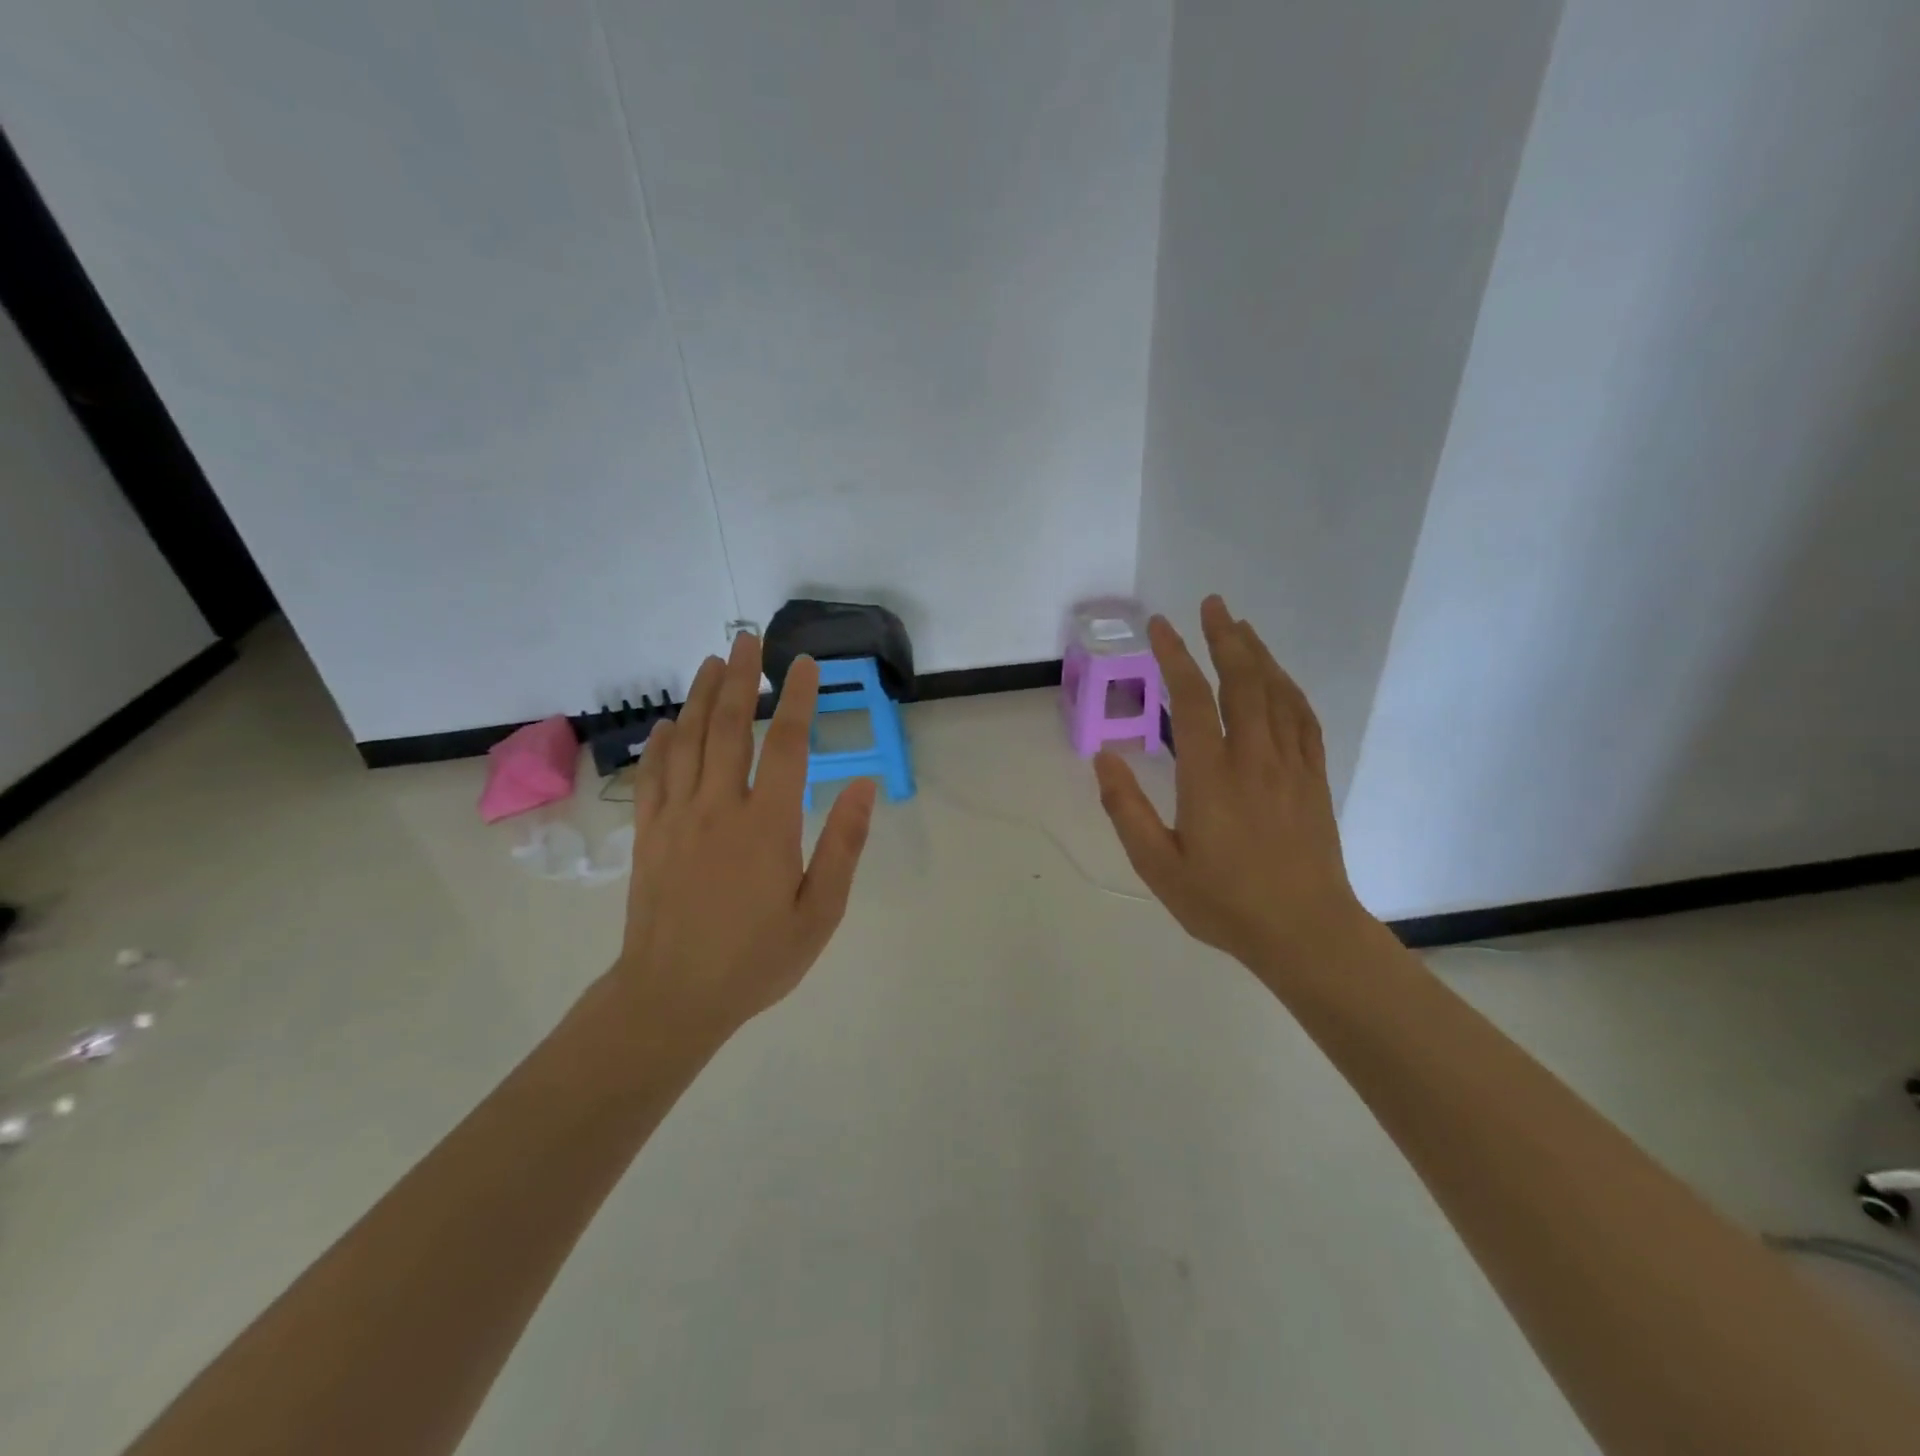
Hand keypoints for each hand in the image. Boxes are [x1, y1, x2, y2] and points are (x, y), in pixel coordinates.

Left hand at [614, 632, 877, 1038]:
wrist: (671, 999)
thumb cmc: (755, 959)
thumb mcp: (819, 913)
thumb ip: (842, 845)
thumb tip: (863, 785)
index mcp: (765, 825)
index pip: (785, 745)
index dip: (797, 699)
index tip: (804, 664)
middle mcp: (717, 808)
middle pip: (728, 728)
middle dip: (742, 678)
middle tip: (749, 639)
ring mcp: (675, 818)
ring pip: (687, 741)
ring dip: (701, 696)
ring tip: (714, 661)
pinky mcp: (648, 835)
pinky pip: (652, 776)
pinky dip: (660, 743)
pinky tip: (668, 723)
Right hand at [1094, 596, 1371, 986]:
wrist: (1306, 932)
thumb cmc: (1224, 903)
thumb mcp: (1158, 866)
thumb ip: (1126, 810)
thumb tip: (1103, 759)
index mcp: (1211, 777)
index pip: (1191, 700)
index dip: (1174, 657)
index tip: (1159, 626)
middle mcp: (1254, 758)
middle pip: (1242, 681)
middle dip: (1224, 637)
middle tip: (1211, 604)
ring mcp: (1290, 765)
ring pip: (1277, 693)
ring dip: (1258, 654)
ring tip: (1240, 626)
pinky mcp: (1313, 778)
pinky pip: (1304, 718)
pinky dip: (1289, 688)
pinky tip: (1279, 678)